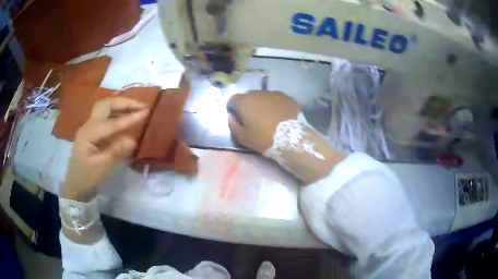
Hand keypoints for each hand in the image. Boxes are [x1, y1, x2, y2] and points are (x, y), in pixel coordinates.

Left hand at [62, 97, 148, 201]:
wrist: (75, 184)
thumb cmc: (87, 178)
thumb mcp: (101, 169)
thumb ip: (115, 152)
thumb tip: (132, 140)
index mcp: (88, 134)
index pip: (111, 123)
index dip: (129, 117)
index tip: (146, 112)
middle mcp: (88, 125)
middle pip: (106, 105)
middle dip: (124, 102)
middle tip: (141, 105)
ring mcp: (89, 127)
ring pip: (105, 107)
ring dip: (121, 104)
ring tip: (136, 107)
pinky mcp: (93, 131)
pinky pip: (105, 115)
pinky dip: (117, 112)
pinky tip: (125, 115)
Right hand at [226, 91, 300, 152]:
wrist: (292, 138)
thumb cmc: (264, 139)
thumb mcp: (243, 138)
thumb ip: (233, 125)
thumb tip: (231, 116)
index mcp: (245, 101)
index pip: (232, 100)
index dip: (233, 109)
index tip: (237, 119)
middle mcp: (258, 92)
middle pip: (248, 97)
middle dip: (248, 106)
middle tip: (253, 119)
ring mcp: (274, 93)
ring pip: (263, 97)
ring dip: (262, 104)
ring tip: (268, 118)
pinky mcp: (287, 97)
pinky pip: (276, 99)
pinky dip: (275, 105)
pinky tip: (280, 116)